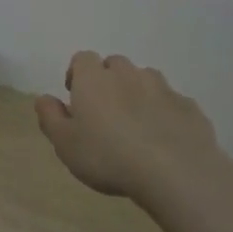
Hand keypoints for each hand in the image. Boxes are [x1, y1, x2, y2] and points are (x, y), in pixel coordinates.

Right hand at [35, 52, 232, 204]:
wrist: (174, 172)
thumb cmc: (108, 156)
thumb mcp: (65, 144)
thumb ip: (50, 117)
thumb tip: (43, 98)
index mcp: (94, 79)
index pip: (83, 59)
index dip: (78, 74)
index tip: (76, 98)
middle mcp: (127, 74)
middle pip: (115, 65)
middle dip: (109, 81)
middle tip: (106, 113)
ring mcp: (162, 88)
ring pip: (146, 80)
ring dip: (138, 93)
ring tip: (136, 124)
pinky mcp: (188, 106)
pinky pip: (172, 102)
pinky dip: (165, 113)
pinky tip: (164, 138)